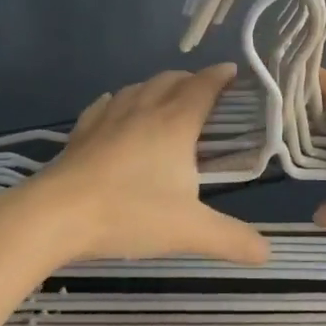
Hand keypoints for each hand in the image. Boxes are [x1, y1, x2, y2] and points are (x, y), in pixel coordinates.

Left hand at [0, 65, 271, 267]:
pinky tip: (116, 108)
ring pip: (138, 87)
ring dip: (157, 86)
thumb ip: (231, 239)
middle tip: (205, 91)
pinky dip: (119, 101)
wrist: (57, 214)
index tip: (233, 72)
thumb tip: (268, 253)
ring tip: (165, 98)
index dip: (220, 77)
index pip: (203, 87)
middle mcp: (143, 110)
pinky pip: (105, 104)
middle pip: (171, 80)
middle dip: (191, 80)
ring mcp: (108, 118)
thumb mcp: (189, 231)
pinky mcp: (82, 131)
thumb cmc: (129, 213)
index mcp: (175, 124)